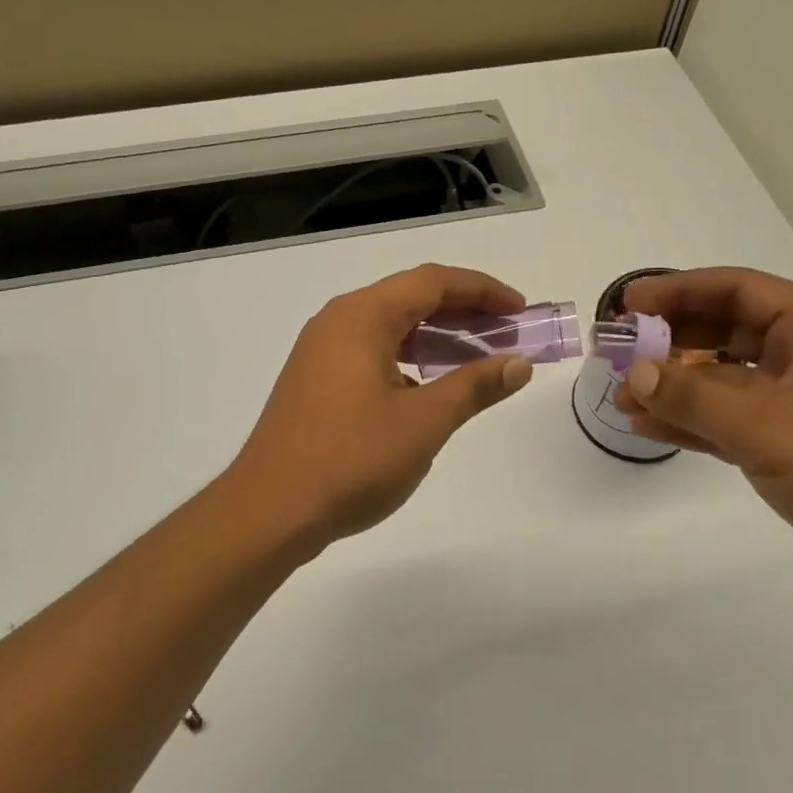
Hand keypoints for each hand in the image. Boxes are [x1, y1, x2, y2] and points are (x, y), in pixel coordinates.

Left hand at [223, 264, 534, 558]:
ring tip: (478, 357)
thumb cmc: (351, 460)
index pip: (432, 282)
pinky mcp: (316, 380)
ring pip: (390, 326)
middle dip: (463, 311)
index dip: (482, 290)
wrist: (270, 511)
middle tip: (507, 332)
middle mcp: (338, 321)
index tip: (521, 310)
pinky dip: (408, 357)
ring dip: (436, 336)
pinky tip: (430, 386)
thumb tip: (518, 363)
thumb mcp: (424, 422)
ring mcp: (321, 351)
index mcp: (362, 316)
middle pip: (410, 298)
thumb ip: (475, 386)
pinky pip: (372, 351)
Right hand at [616, 268, 792, 616]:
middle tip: (618, 350)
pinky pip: (726, 419)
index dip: (679, 290)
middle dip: (670, 339)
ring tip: (620, 396)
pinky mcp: (787, 445)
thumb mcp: (767, 426)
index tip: (629, 304)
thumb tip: (633, 373)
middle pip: (724, 330)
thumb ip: (693, 395)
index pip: (736, 290)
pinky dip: (689, 420)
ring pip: (721, 378)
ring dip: (672, 384)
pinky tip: (645, 425)